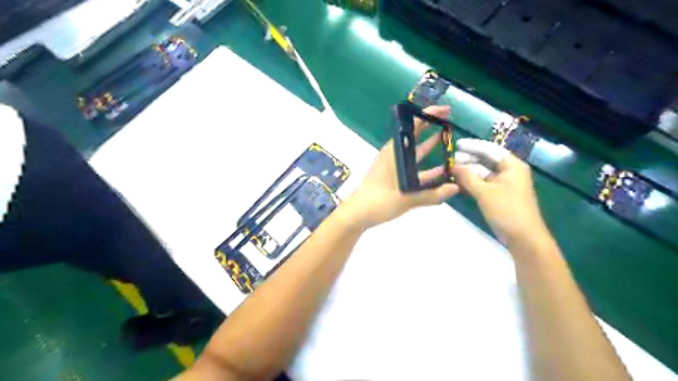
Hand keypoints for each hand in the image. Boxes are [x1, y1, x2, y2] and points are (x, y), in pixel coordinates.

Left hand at [341, 104, 457, 229]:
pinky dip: (426, 168)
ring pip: (415, 154)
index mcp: (396, 152)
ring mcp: (393, 167)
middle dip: (432, 128)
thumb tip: (456, 187)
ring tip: (449, 144)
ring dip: (430, 149)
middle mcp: (394, 155)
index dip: (429, 115)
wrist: (358, 214)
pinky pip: (413, 169)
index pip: (413, 126)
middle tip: (450, 122)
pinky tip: (440, 173)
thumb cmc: (380, 201)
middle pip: (415, 137)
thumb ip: (433, 194)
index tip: (445, 111)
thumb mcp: (408, 199)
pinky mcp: (393, 178)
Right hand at [452, 139, 546, 243]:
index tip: (456, 145)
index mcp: (512, 166)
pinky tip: (458, 185)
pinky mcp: (499, 196)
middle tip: (450, 162)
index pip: (490, 149)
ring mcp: (504, 185)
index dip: (472, 146)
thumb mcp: (484, 192)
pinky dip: (471, 184)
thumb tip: (453, 166)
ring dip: (468, 174)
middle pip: (486, 161)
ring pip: (483, 174)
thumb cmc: (506, 210)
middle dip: (468, 161)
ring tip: (450, 173)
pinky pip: (483, 185)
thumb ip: (467, 177)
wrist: (523, 237)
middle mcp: (509, 172)